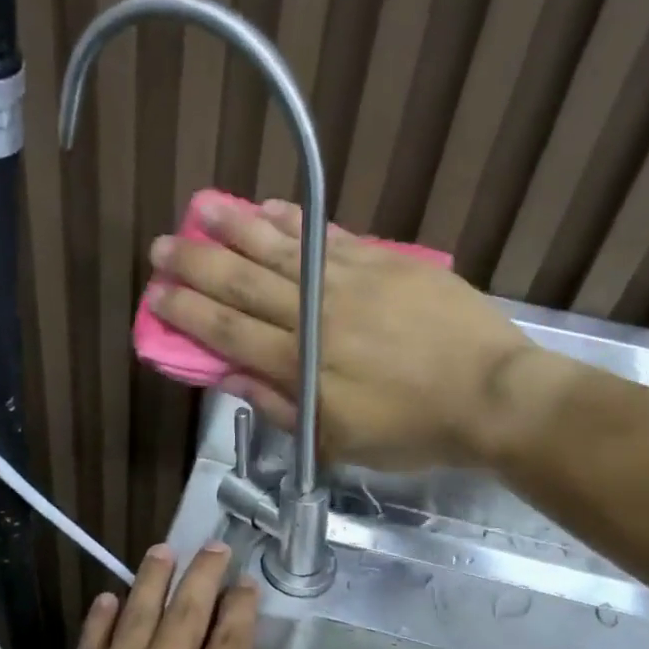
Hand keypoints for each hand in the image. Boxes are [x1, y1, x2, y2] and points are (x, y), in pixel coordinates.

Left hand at [6, 543, 287, 648]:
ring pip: (136, 615)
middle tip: (213, 545)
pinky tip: (106, 598)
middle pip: (186, 615)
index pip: (229, 643)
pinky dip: (99, 618)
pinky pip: (89, 643)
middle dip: (203, 577)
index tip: (246, 582)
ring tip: (162, 550)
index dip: (241, 609)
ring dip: (151, 580)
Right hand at [148, 197, 542, 468]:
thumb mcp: (338, 441)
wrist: (492, 396)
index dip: (187, 313)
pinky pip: (329, 235)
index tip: (156, 296)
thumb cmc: (412, 430)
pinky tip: (267, 207)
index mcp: (300, 364)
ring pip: (281, 250)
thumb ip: (281, 407)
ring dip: (235, 228)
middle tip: (160, 248)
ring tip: (200, 208)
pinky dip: (295, 221)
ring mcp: (350, 281)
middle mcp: (315, 315)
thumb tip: (230, 379)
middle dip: (196, 264)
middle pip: (243, 284)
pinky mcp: (384, 262)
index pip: (228, 332)